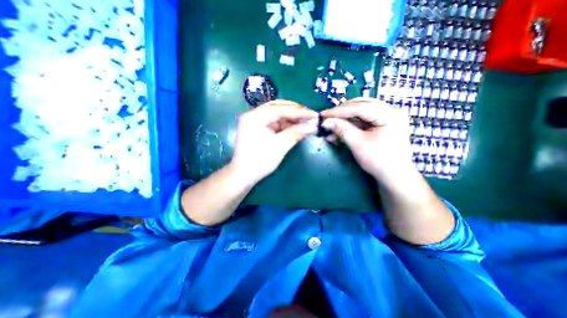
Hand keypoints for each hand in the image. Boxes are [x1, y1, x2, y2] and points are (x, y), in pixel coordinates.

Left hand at [230, 99, 318, 182]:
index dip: (299, 111)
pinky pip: (274, 121)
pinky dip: (286, 124)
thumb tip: (313, 126)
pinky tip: (296, 126)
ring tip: (306, 121)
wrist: (244, 175)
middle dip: (295, 111)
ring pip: (277, 113)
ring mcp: (255, 121)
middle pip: (278, 107)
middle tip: (311, 116)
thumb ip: (296, 133)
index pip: (280, 108)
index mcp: (255, 117)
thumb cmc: (260, 161)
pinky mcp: (258, 127)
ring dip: (291, 117)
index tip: (314, 114)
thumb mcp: (280, 146)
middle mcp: (253, 115)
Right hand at [321, 97, 414, 182]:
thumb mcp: (358, 144)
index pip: (359, 107)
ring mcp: (387, 117)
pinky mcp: (381, 125)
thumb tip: (325, 121)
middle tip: (326, 118)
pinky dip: (350, 126)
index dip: (338, 111)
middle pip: (360, 106)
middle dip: (341, 113)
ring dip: (344, 120)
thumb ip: (342, 129)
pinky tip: (338, 131)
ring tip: (330, 125)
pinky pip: (363, 121)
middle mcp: (390, 110)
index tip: (322, 114)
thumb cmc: (379, 161)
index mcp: (389, 113)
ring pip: (360, 113)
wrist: (394, 177)